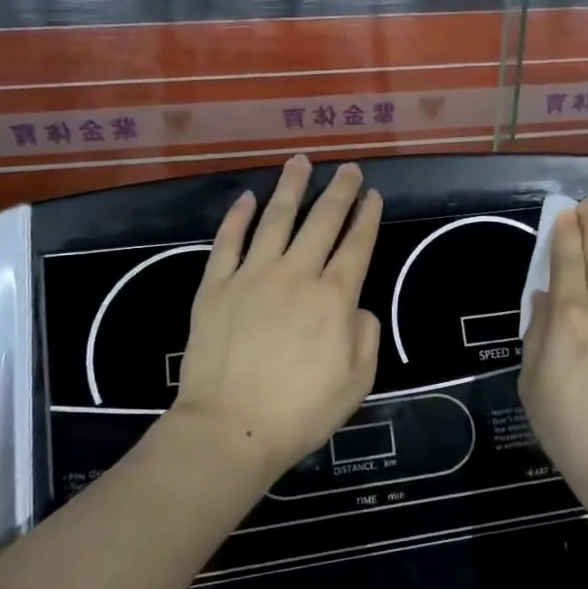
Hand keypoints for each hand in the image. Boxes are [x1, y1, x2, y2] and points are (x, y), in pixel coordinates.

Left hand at [172, 156, 382, 479]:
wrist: (231, 427)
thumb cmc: (301, 410)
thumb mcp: (358, 380)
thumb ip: (366, 335)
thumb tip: (356, 307)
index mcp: (334, 297)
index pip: (357, 244)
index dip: (367, 216)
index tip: (372, 195)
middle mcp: (296, 274)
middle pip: (322, 221)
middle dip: (339, 191)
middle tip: (348, 169)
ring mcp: (252, 275)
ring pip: (275, 218)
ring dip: (290, 187)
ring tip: (300, 162)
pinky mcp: (215, 285)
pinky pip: (228, 241)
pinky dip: (237, 217)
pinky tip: (247, 198)